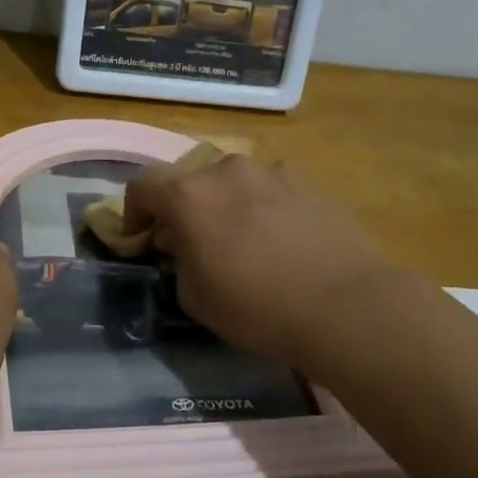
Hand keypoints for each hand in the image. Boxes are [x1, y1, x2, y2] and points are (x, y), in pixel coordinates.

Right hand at [123, 154, 389, 372]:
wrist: (344, 305)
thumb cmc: (255, 306)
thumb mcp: (194, 297)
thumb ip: (179, 261)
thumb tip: (185, 245)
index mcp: (190, 194)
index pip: (143, 186)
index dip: (133, 211)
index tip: (140, 238)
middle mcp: (228, 170)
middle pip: (191, 180)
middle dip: (183, 208)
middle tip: (191, 242)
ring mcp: (273, 172)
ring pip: (234, 183)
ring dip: (225, 205)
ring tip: (240, 240)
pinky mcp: (311, 183)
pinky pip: (271, 190)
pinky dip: (262, 208)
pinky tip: (279, 241)